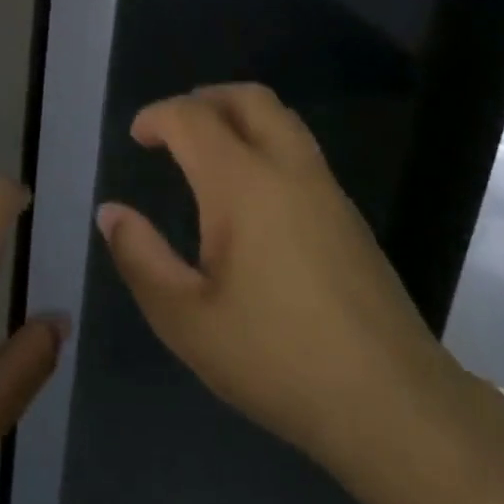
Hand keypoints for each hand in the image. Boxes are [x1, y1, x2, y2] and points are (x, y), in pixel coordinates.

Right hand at [97, 84, 457, 469]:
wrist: (393, 405)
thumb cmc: (277, 359)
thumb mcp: (186, 319)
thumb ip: (141, 258)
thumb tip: (111, 212)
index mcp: (242, 184)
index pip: (192, 117)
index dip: (157, 116)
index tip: (137, 138)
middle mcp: (288, 169)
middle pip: (247, 98)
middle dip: (203, 99)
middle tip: (173, 130)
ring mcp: (327, 190)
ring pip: (281, 120)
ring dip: (238, 117)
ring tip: (207, 152)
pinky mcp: (349, 217)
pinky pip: (300, 151)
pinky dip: (265, 144)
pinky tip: (250, 196)